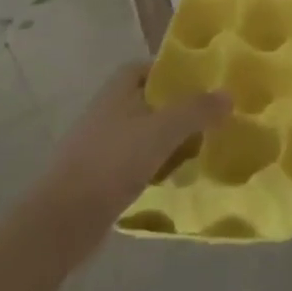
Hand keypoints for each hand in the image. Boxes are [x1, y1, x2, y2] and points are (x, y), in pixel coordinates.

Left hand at [42, 63, 229, 221]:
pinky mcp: (97, 179)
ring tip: (197, 148)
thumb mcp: (162, 131)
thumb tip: (229, 95)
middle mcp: (105, 114)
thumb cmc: (112, 163)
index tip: (198, 80)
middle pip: (144, 101)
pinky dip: (154, 166)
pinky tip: (172, 178)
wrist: (62, 222)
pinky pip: (133, 163)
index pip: (142, 68)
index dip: (168, 70)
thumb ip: (196, 111)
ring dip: (166, 140)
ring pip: (141, 134)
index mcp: (115, 93)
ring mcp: (98, 148)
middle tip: (206, 116)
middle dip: (174, 108)